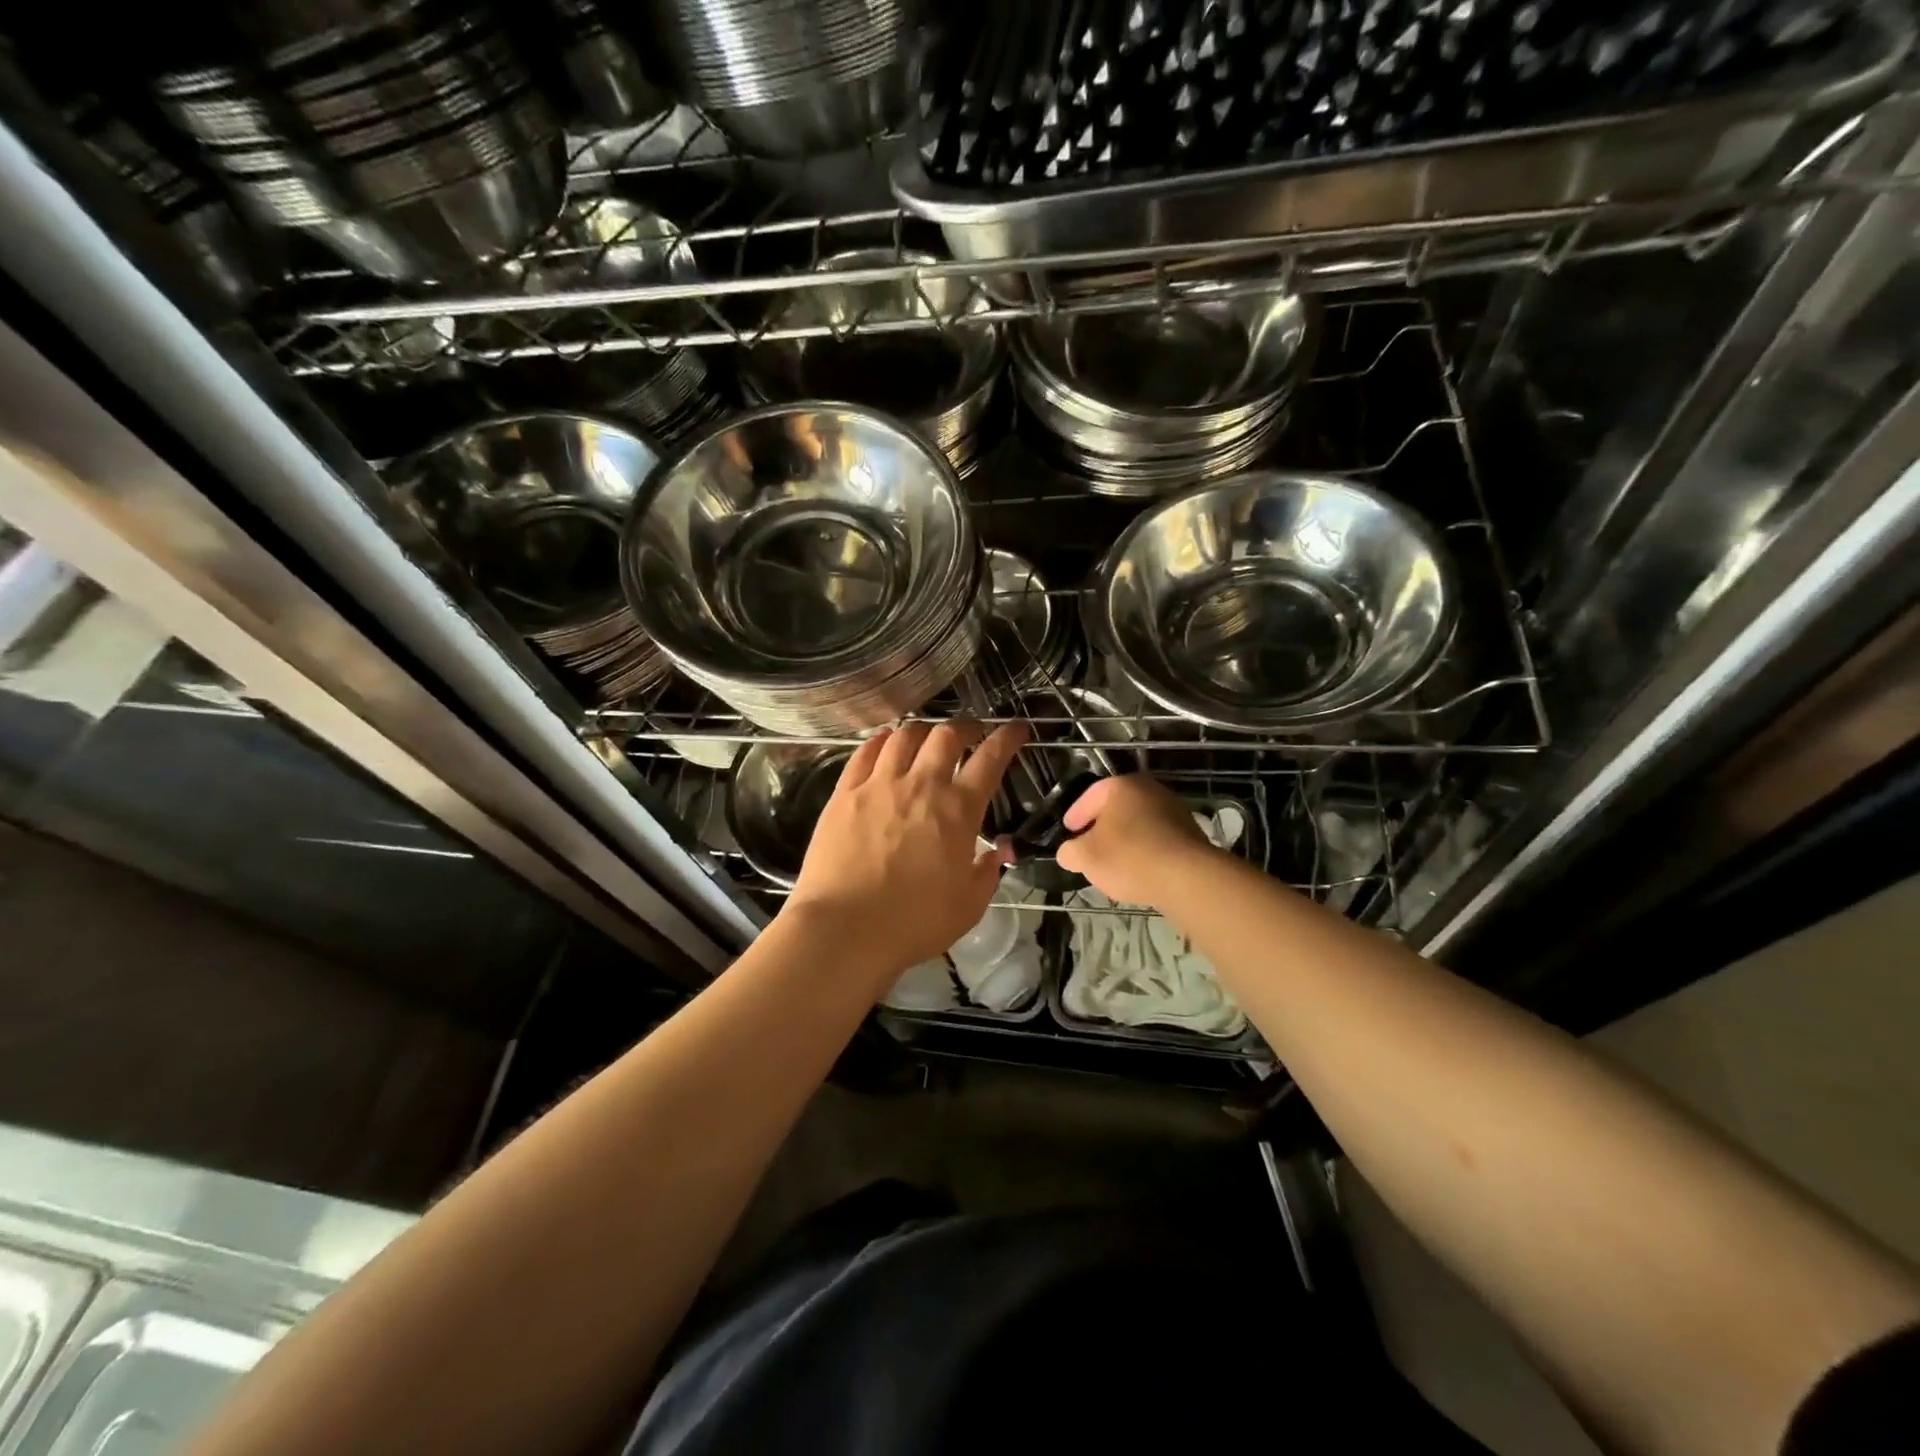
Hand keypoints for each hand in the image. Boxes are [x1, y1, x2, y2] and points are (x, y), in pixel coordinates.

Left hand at [785, 719, 1029, 984]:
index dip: (1007, 738)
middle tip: (971, 733)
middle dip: (965, 727)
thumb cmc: (914, 922)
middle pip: (947, 735)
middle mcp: (921, 785)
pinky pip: (865, 751)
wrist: (845, 928)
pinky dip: (881, 740)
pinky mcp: (845, 792)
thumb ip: (987, 874)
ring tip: (927, 736)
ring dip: (923, 729)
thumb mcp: (969, 906)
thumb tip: (996, 853)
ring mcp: (879, 784)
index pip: (990, 759)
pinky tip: (885, 742)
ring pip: (905, 736)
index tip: (1015, 729)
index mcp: (958, 810)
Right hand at [1054, 774, 1219, 906]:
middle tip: (1089, 844)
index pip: (1090, 795)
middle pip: (1117, 807)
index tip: (1068, 830)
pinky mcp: (1190, 833)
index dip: (1075, 814)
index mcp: (1121, 786)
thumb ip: (1070, 852)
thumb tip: (1068, 853)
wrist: (1187, 877)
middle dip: (1101, 826)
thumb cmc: (1129, 857)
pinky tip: (1139, 869)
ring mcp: (1174, 810)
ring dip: (1125, 839)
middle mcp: (1149, 790)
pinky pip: (1157, 839)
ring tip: (1113, 861)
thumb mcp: (1085, 857)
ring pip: (1139, 823)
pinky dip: (1144, 849)